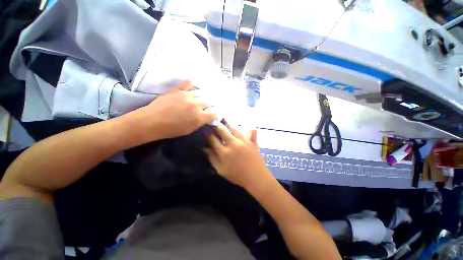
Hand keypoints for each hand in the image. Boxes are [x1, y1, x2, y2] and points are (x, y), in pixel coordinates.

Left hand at [136, 80, 217, 140]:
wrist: (152, 122)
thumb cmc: (172, 130)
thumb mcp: (190, 130)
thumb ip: (201, 122)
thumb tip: (207, 117)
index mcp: (199, 116)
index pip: (215, 112)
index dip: (217, 113)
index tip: (216, 114)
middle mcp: (196, 104)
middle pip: (209, 101)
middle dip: (211, 105)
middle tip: (210, 106)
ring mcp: (187, 95)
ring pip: (201, 93)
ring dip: (204, 96)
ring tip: (203, 97)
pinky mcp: (178, 89)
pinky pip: (188, 83)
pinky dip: (193, 83)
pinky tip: (196, 83)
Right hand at [204, 122, 272, 190]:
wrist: (256, 178)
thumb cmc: (237, 176)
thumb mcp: (221, 170)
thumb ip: (213, 159)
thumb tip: (205, 149)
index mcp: (224, 152)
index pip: (213, 139)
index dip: (208, 133)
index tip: (205, 129)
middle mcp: (233, 143)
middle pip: (222, 130)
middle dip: (216, 125)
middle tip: (214, 121)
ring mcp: (244, 141)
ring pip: (235, 128)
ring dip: (228, 122)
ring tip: (225, 118)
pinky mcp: (252, 141)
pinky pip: (250, 132)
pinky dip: (248, 127)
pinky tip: (246, 124)